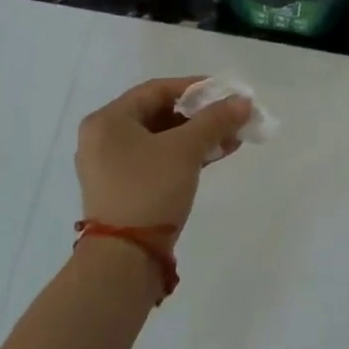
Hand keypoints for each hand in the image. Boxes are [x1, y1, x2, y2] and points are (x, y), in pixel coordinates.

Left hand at [76, 77, 252, 243]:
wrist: (124, 260)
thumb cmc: (149, 190)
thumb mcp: (185, 150)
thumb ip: (215, 120)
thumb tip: (243, 101)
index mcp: (108, 120)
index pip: (157, 90)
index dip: (195, 88)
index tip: (226, 92)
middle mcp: (104, 138)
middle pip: (159, 114)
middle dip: (200, 115)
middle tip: (232, 116)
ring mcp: (112, 166)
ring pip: (161, 139)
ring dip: (197, 136)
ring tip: (232, 138)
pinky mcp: (124, 189)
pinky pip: (158, 160)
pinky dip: (185, 155)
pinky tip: (215, 155)